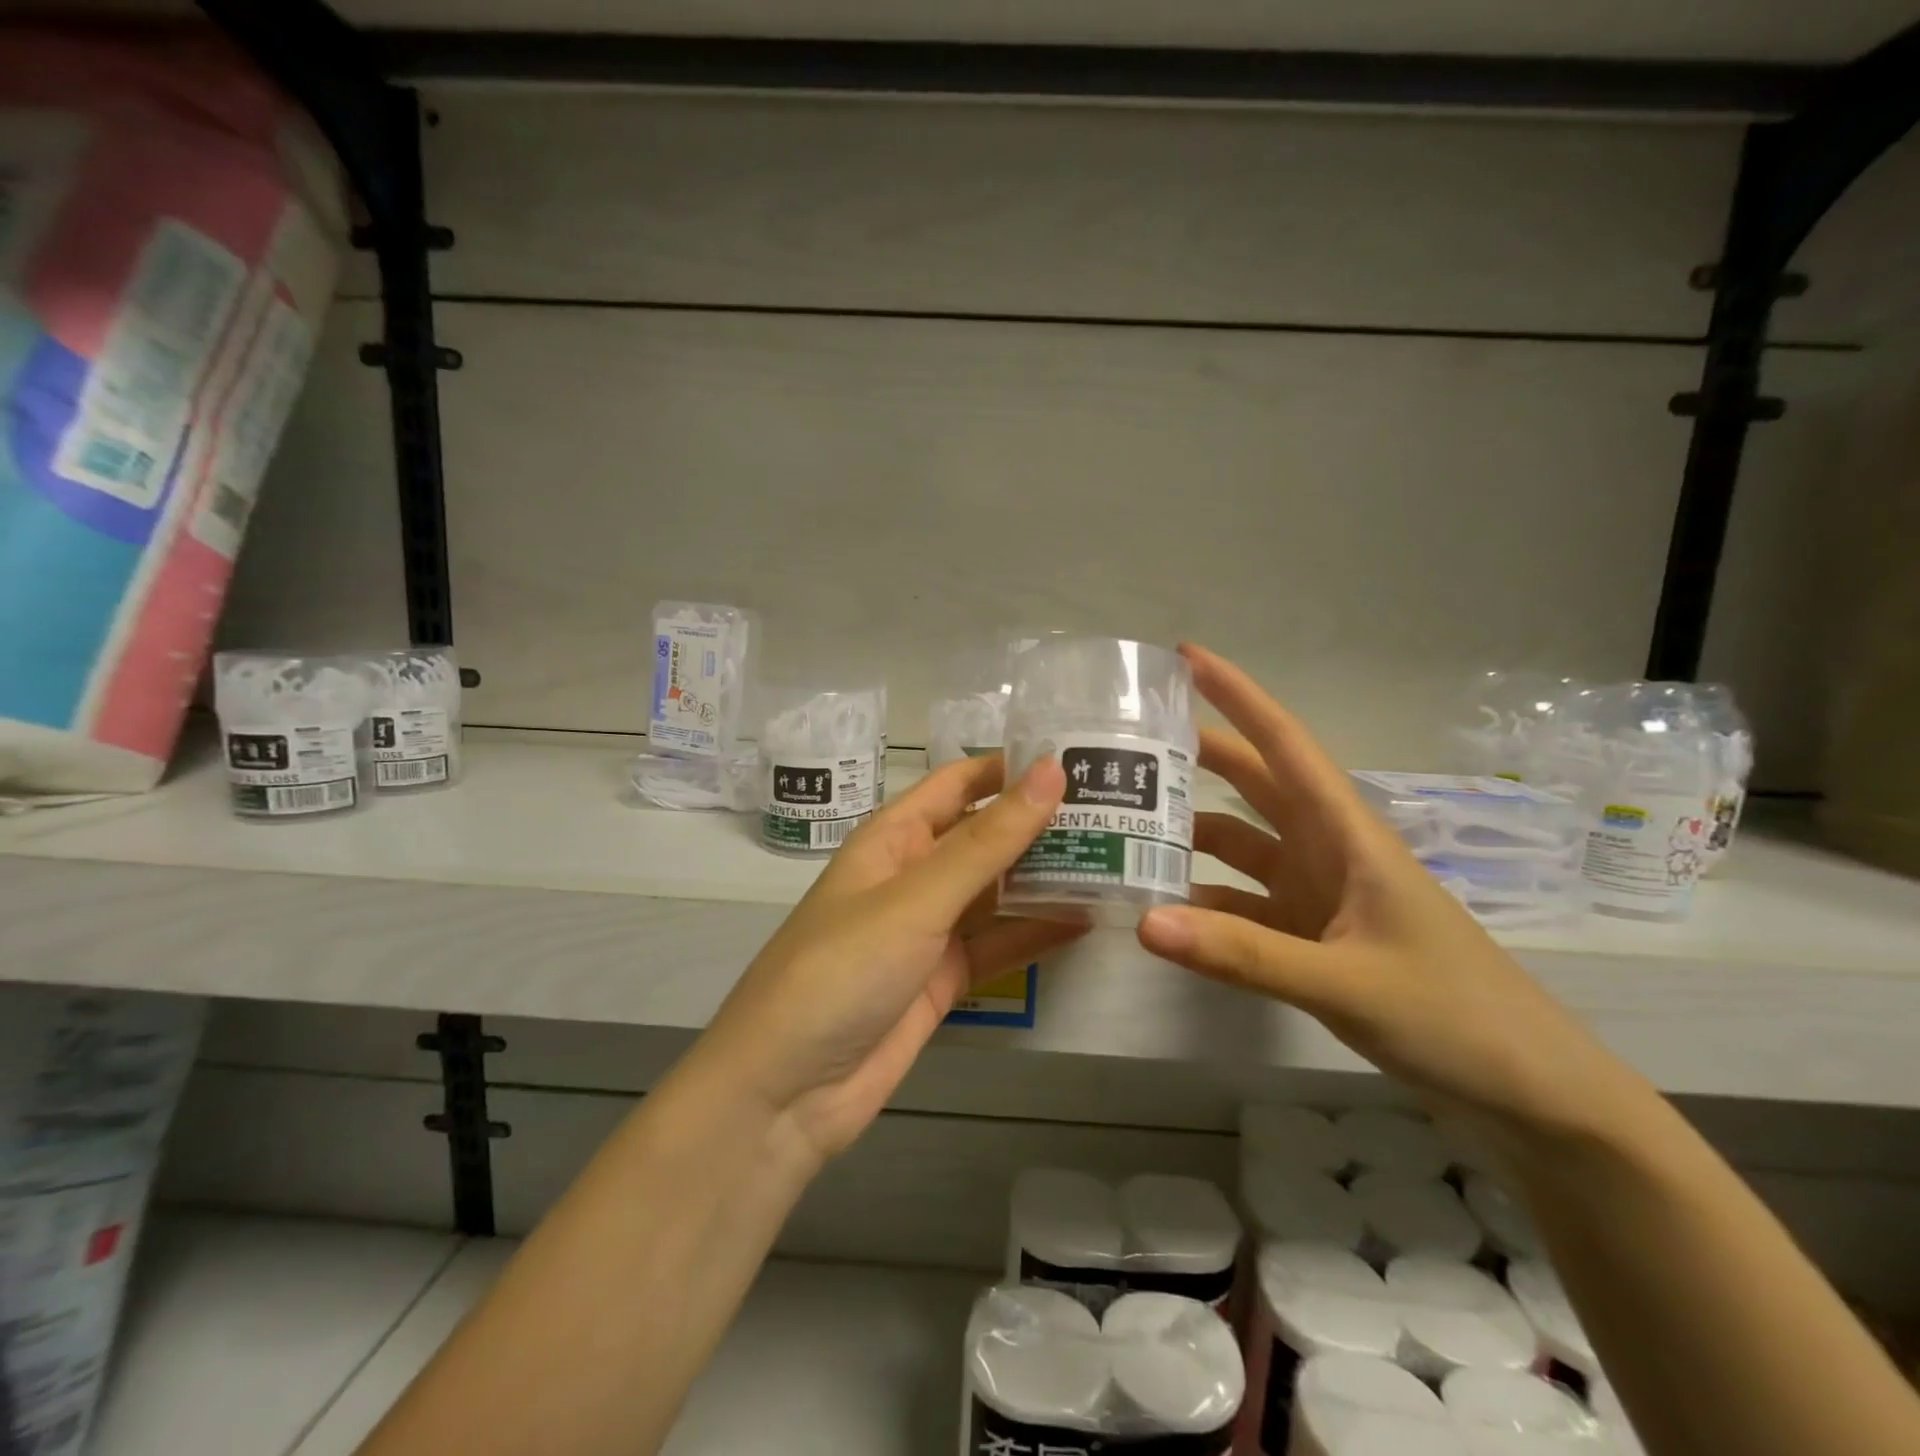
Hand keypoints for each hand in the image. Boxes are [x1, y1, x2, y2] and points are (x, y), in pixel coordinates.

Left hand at [691, 754, 1084, 1166]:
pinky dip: (1036, 932)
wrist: (787, 1092)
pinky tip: (1086, 920)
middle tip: (1119, 809)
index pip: (961, 783)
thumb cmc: (842, 970)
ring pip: (997, 890)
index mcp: (894, 836)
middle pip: (986, 835)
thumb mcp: (917, 898)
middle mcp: (914, 873)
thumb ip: (988, 841)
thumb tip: (1050, 771)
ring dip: (1047, 876)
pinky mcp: (943, 978)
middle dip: (1042, 822)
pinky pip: (997, 944)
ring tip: (1118, 857)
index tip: (1082, 754)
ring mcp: (929, 929)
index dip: (1013, 766)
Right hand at [1137, 645, 1639, 1142]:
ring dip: (1192, 835)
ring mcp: (1318, 895)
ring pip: (1242, 845)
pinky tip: (1165, 911)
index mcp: (1347, 834)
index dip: (1237, 695)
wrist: (1528, 1091)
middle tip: (1130, 745)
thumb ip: (1242, 954)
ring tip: (1127, 830)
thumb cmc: (1455, 1014)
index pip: (1285, 744)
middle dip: (1198, 757)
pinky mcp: (1311, 937)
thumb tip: (1144, 923)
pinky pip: (1244, 905)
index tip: (1184, 657)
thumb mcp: (1346, 982)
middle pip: (1254, 785)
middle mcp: (1327, 852)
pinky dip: (1206, 903)